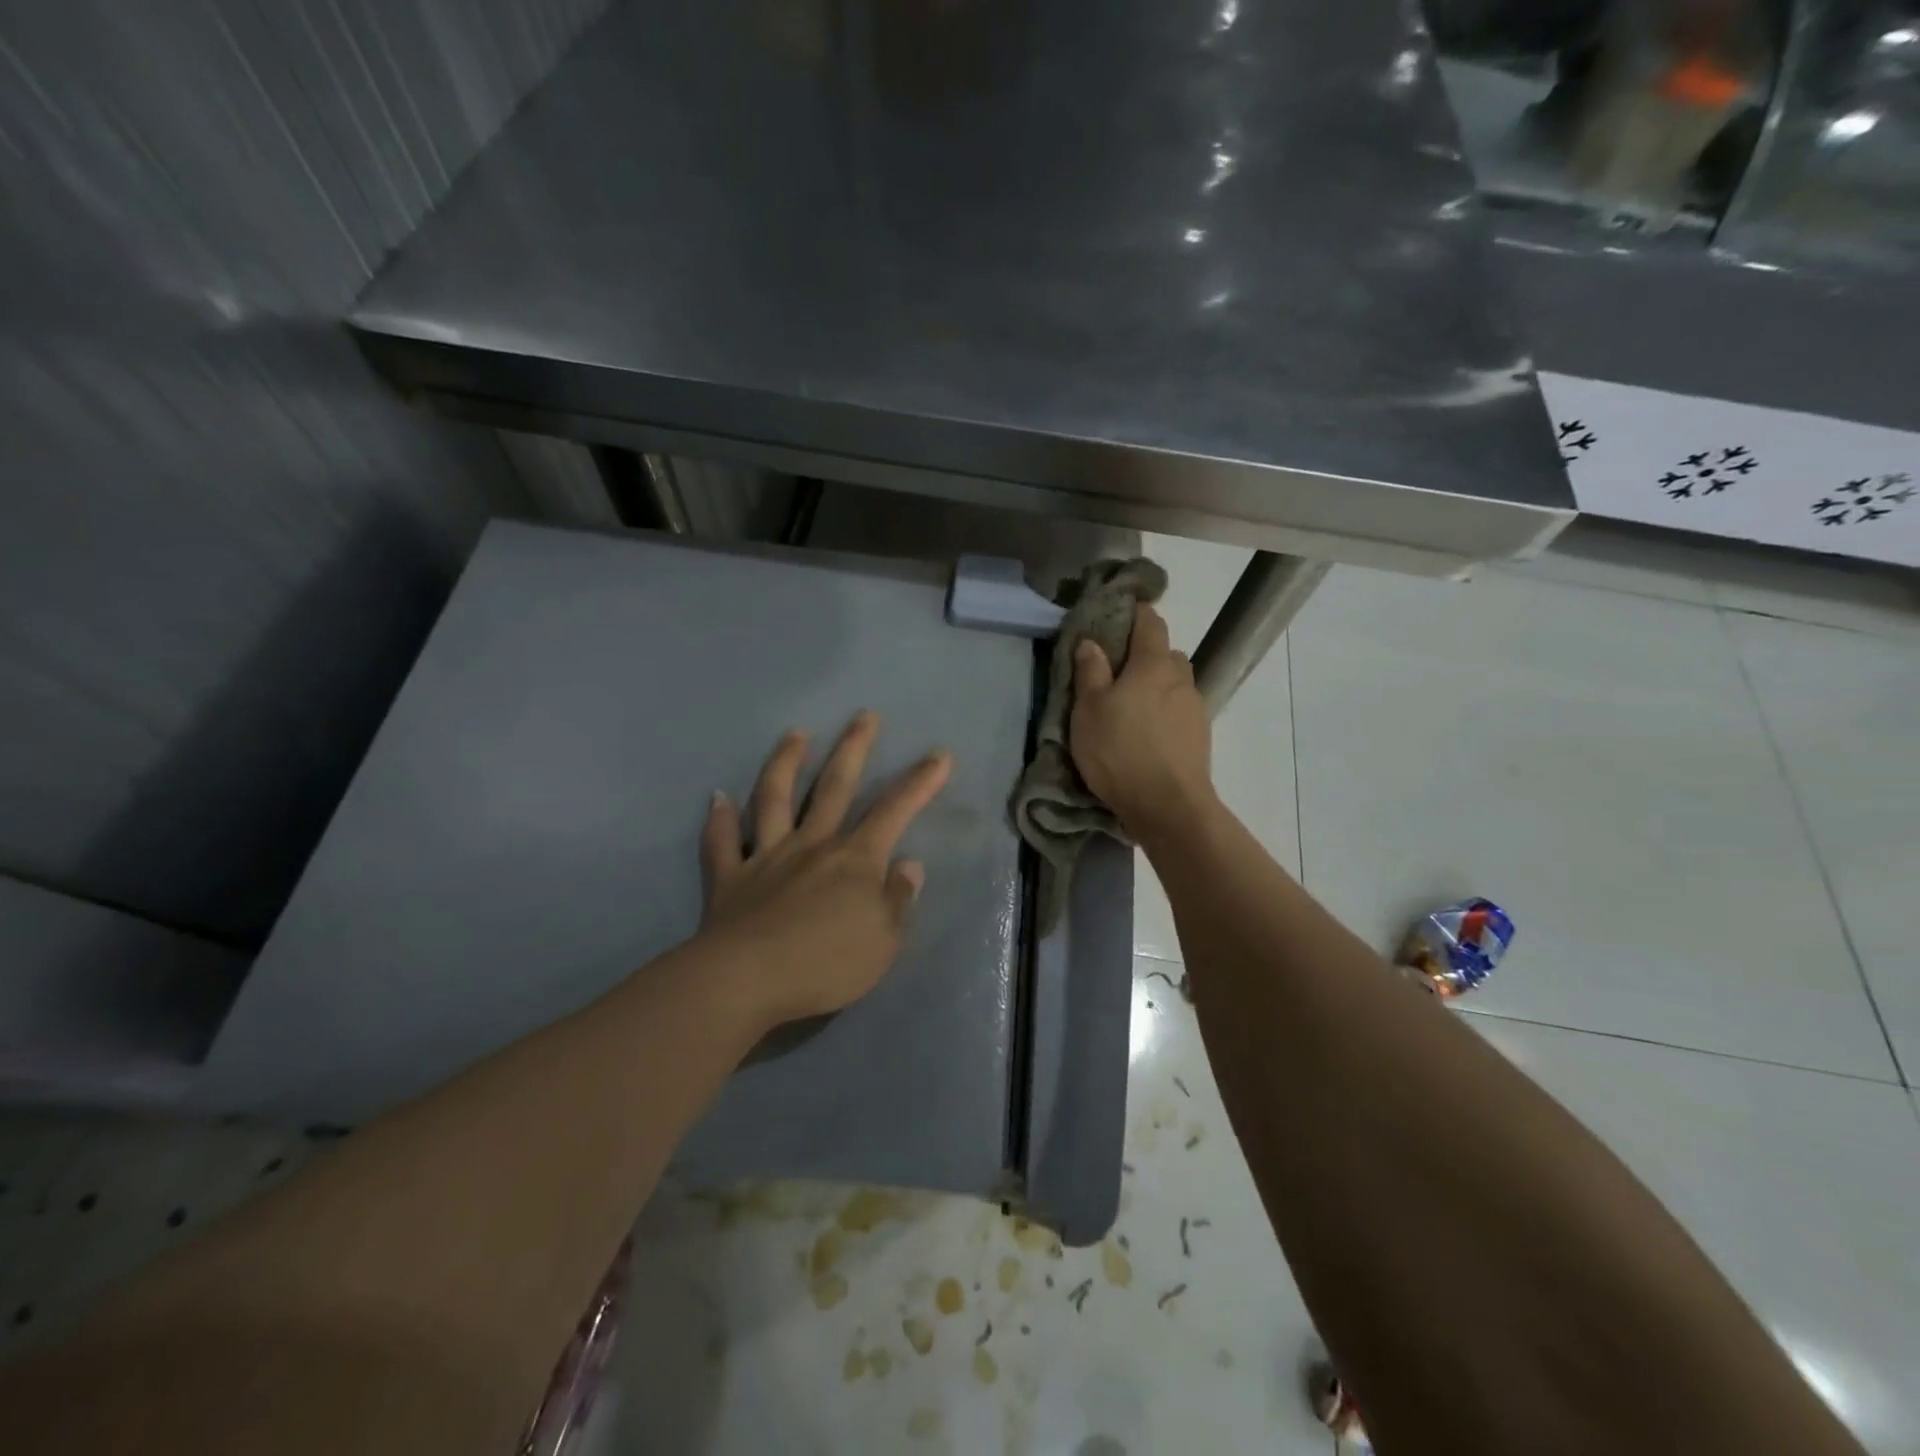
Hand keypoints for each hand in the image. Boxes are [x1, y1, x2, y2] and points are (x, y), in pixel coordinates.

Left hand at [696, 712, 952, 1029]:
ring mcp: (767, 857)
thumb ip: (897, 899)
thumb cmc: (826, 963)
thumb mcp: (884, 940)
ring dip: (786, 763)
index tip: (939, 754)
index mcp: (855, 859)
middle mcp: (812, 845)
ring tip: (795, 734)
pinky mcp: (730, 878)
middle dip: (854, 749)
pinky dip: (719, 820)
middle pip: (835, 787)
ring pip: (775, 799)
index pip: (895, 811)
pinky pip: (722, 843)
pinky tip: (716, 799)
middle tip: (864, 716)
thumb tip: (908, 864)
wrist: (748, 980)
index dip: (920, 782)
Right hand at [1069, 603, 1214, 838]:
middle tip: (1118, 670)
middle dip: (1146, 654)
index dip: (1136, 613)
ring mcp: (1195, 707)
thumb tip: (1092, 642)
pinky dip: (1165, 711)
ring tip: (1133, 704)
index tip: (1120, 613)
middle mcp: (1180, 678)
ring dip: (1157, 685)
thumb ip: (1090, 672)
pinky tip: (1149, 731)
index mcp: (1153, 664)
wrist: (1168, 806)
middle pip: (1166, 653)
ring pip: (1175, 683)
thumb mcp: (1089, 710)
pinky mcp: (1200, 735)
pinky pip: (1180, 709)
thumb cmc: (1120, 751)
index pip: (1151, 623)